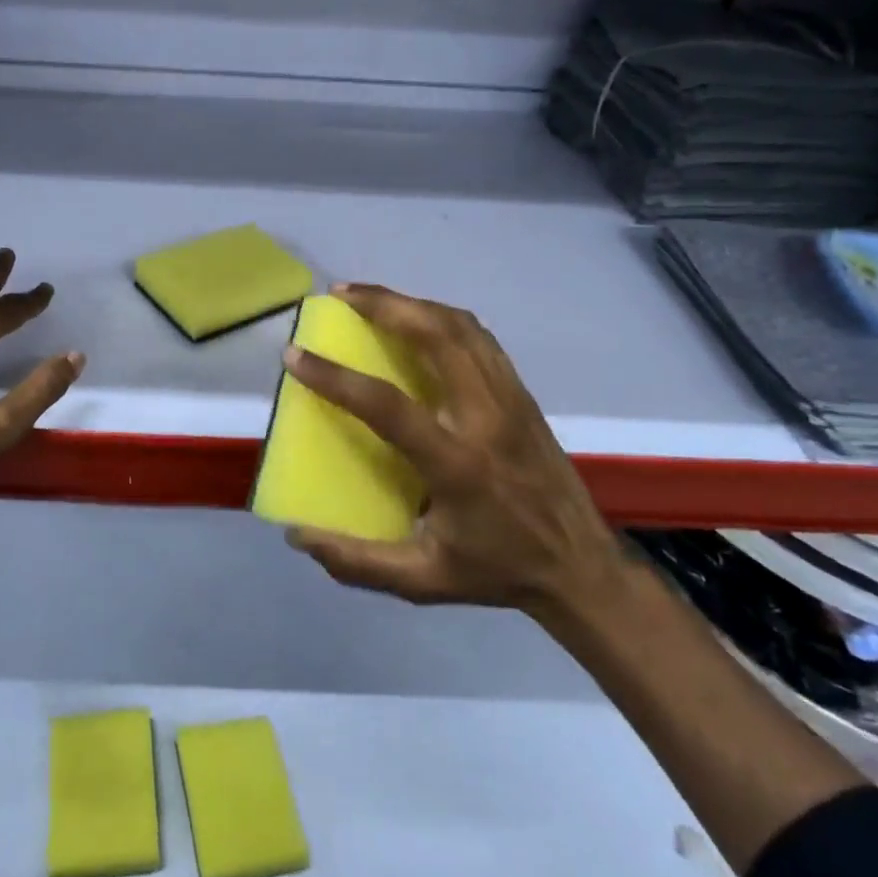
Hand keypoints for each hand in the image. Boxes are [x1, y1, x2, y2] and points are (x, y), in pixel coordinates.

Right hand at [282, 283, 620, 618]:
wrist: (582, 567)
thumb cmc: (497, 571)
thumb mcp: (423, 581)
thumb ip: (357, 562)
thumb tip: (298, 534)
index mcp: (458, 465)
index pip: (389, 406)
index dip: (337, 378)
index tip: (295, 355)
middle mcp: (486, 419)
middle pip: (437, 336)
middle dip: (384, 305)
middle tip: (339, 296)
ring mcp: (510, 399)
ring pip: (461, 327)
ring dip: (412, 302)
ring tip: (370, 298)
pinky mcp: (522, 393)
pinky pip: (479, 338)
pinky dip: (441, 317)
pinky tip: (416, 319)